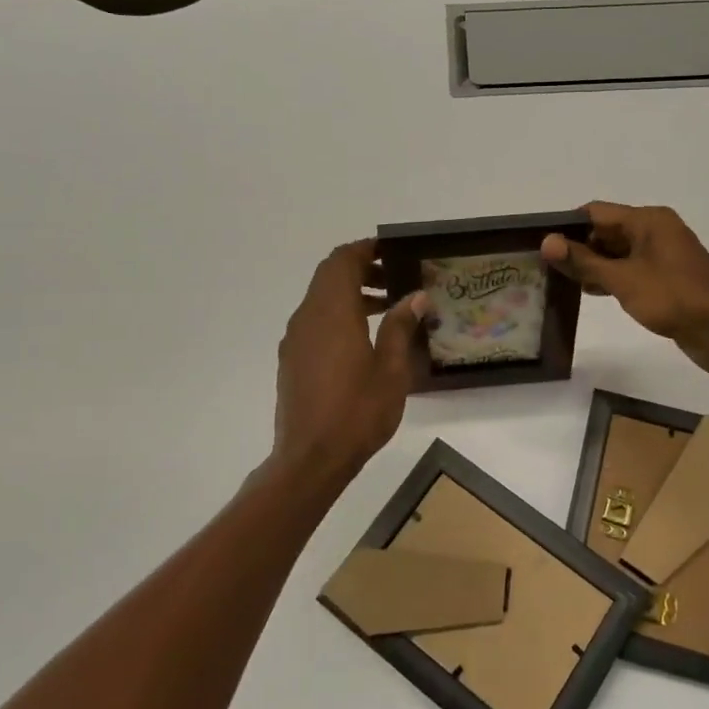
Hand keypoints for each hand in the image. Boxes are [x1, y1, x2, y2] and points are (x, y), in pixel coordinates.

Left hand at [272, 240, 427, 481]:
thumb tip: (415, 296)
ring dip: (350, 292)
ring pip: (321, 298)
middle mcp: (308, 317)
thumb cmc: (357, 412)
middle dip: (360, 269)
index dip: (366, 249)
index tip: (392, 250)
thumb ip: (400, 326)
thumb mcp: (391, 370)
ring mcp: (296, 338)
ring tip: (386, 307)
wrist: (310, 459)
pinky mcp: (292, 358)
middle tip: (395, 278)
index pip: (342, 261)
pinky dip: (337, 314)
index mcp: (332, 313)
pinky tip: (362, 338)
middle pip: (329, 275)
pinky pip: (315, 320)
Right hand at [541, 202, 708, 374]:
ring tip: (559, 281)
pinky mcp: (666, 278)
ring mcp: (662, 255)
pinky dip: (610, 277)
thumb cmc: (673, 297)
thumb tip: (546, 242)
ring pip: (618, 252)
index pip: (596, 212)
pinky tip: (590, 292)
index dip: (567, 226)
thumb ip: (584, 261)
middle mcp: (656, 231)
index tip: (541, 244)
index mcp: (648, 220)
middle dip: (578, 247)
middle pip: (606, 231)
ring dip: (593, 265)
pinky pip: (630, 270)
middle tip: (544, 266)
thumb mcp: (623, 279)